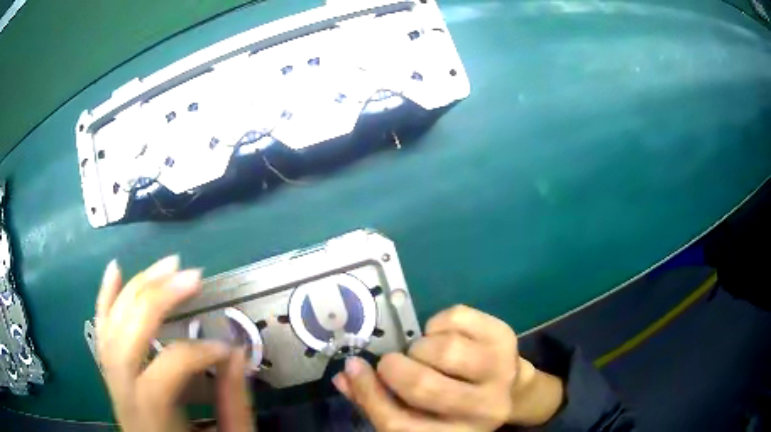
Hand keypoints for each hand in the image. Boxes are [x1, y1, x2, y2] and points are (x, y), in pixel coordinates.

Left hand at [95, 256, 255, 431]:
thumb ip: (232, 403)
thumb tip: (236, 352)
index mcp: (151, 420)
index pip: (162, 374)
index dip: (195, 354)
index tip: (228, 350)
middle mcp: (122, 396)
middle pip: (126, 338)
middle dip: (157, 300)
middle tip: (192, 277)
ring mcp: (111, 381)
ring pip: (112, 327)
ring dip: (137, 290)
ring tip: (167, 266)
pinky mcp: (111, 373)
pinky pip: (102, 332)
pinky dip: (106, 298)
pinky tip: (115, 269)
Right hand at [332, 305, 563, 430]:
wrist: (511, 390)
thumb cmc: (456, 406)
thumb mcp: (421, 414)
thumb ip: (379, 400)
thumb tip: (345, 375)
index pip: (399, 425)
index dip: (369, 394)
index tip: (354, 368)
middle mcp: (483, 409)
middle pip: (423, 387)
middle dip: (396, 368)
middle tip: (394, 362)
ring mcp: (500, 370)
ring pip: (444, 350)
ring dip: (420, 346)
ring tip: (424, 353)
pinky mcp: (505, 337)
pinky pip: (457, 318)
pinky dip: (437, 322)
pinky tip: (443, 335)